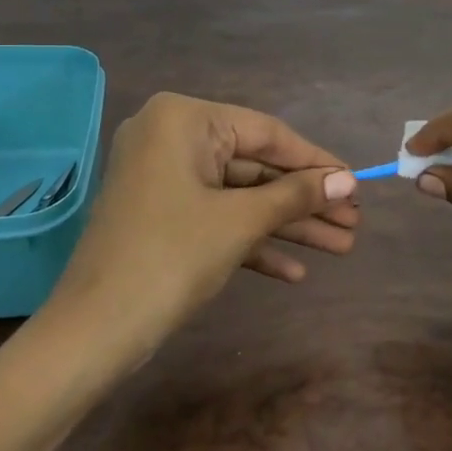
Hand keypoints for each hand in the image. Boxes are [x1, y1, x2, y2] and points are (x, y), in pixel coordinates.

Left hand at [53, 92, 358, 362]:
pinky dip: (251, 241)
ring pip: (239, 195)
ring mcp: (163, 178)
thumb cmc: (171, 258)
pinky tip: (294, 272)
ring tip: (341, 246)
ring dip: (286, 224)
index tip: (357, 184)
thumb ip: (296, 195)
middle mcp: (171, 138)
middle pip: (255, 166)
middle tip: (353, 223)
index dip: (316, 162)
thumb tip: (348, 181)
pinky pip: (216, 218)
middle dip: (304, 200)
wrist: (94, 330)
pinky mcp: (161, 215)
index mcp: (184, 120)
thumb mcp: (240, 222)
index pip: (267, 133)